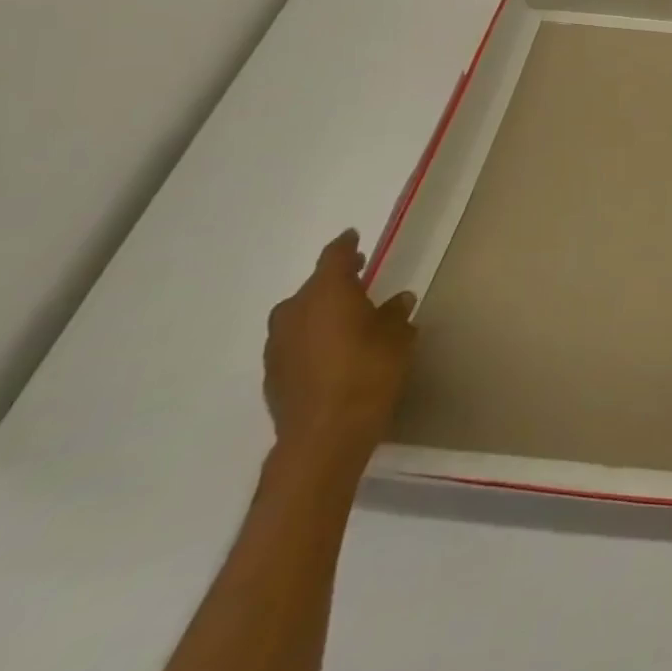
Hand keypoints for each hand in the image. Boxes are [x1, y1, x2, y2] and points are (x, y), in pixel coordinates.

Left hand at [264, 229, 416, 469]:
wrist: (325, 434)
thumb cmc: (369, 372)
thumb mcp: (398, 336)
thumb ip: (395, 313)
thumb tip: (396, 300)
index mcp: (327, 293)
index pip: (334, 257)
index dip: (345, 245)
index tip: (353, 236)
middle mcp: (295, 311)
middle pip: (314, 286)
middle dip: (335, 280)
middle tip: (359, 276)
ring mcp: (278, 344)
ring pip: (300, 314)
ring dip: (321, 310)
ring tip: (347, 316)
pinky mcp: (273, 373)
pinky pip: (295, 341)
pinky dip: (312, 336)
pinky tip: (331, 349)